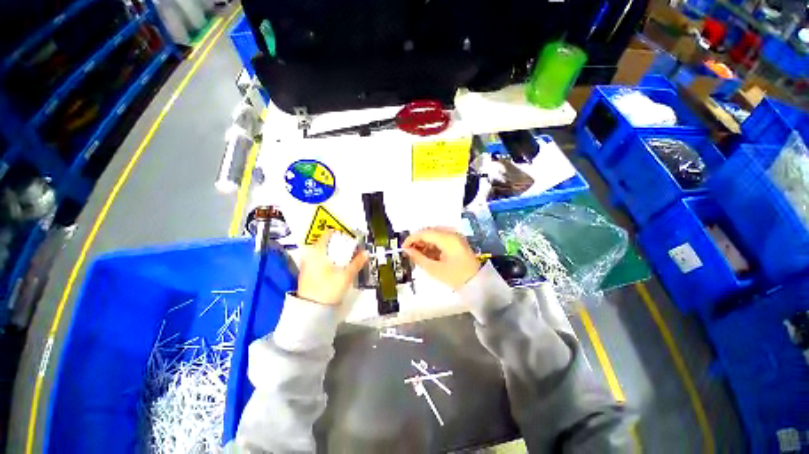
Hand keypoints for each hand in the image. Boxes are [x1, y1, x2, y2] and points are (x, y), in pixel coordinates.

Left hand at [298, 230, 368, 304]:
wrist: (311, 310)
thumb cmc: (327, 290)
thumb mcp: (346, 276)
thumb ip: (356, 263)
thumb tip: (365, 253)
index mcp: (317, 253)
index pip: (327, 235)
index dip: (339, 234)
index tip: (348, 237)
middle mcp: (309, 256)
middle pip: (324, 244)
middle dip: (337, 244)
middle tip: (348, 248)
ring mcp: (306, 265)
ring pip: (321, 253)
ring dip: (332, 253)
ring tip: (344, 257)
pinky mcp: (306, 273)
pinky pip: (318, 261)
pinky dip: (327, 260)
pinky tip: (335, 266)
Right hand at [403, 227, 480, 289]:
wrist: (477, 283)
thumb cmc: (455, 277)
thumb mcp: (434, 269)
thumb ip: (418, 258)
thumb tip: (407, 250)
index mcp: (447, 238)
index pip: (424, 233)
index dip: (411, 239)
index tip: (403, 248)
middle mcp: (451, 233)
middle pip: (429, 231)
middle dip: (418, 241)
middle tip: (410, 252)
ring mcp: (455, 236)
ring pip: (434, 234)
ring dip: (425, 243)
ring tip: (418, 255)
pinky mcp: (457, 240)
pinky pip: (441, 238)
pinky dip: (432, 245)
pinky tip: (428, 254)